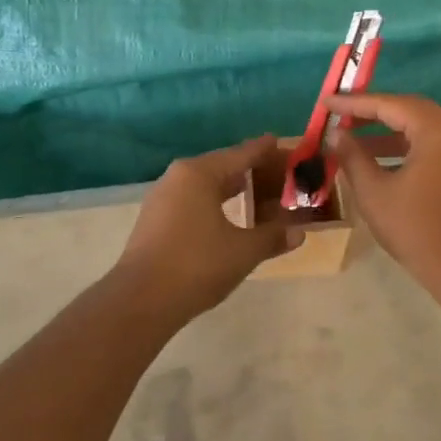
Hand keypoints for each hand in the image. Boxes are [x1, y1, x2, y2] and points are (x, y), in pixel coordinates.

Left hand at [109, 136, 298, 320]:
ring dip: (231, 188)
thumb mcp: (243, 251)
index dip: (263, 150)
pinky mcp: (155, 220)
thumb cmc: (197, 265)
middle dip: (250, 170)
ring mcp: (162, 198)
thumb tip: (299, 233)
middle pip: (221, 166)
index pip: (240, 154)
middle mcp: (178, 177)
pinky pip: (192, 200)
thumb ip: (272, 237)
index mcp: (199, 174)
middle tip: (278, 174)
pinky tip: (228, 216)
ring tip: (257, 193)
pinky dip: (214, 203)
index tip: (279, 141)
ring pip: (205, 185)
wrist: (141, 300)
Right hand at [326, 94, 440, 287]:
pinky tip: (378, 159)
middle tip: (339, 115)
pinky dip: (404, 146)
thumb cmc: (415, 228)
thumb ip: (352, 156)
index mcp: (437, 130)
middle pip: (408, 109)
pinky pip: (431, 144)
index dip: (354, 103)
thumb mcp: (373, 191)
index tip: (326, 102)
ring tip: (352, 139)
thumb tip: (336, 134)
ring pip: (420, 127)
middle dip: (372, 112)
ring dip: (387, 131)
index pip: (389, 104)